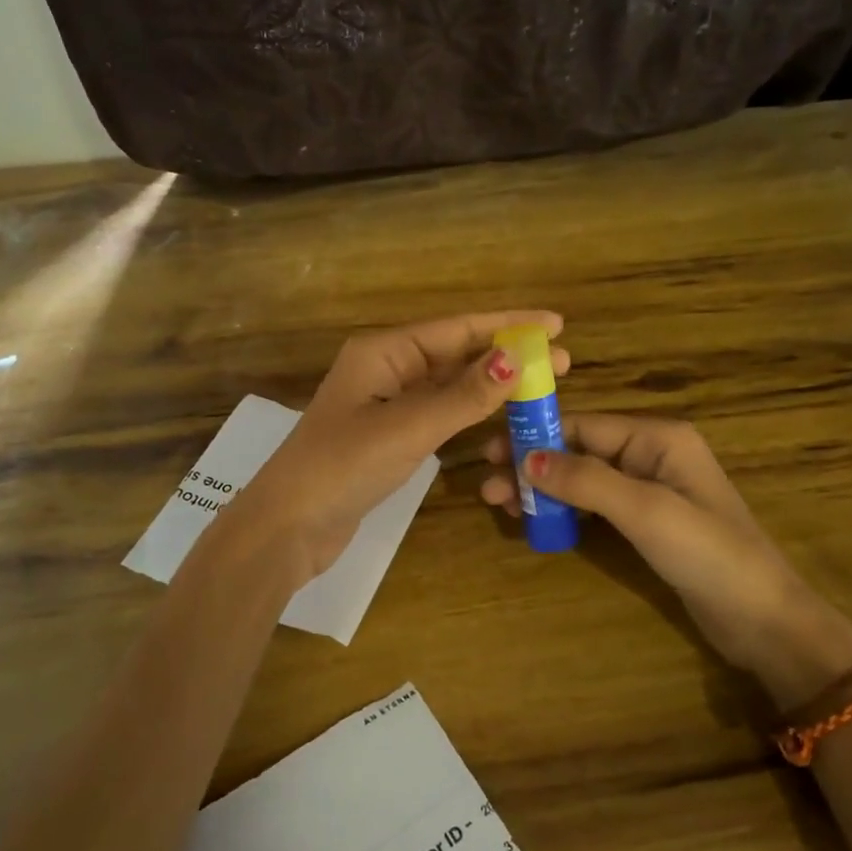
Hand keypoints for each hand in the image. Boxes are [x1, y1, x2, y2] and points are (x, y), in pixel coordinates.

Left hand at [231, 312, 570, 582]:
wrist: (288, 526)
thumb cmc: (342, 467)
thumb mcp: (408, 428)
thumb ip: (463, 396)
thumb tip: (516, 359)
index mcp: (383, 352)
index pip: (457, 328)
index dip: (509, 323)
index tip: (556, 323)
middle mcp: (386, 369)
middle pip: (456, 353)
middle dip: (508, 354)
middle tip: (563, 360)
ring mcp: (387, 404)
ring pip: (450, 384)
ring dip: (493, 384)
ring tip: (541, 385)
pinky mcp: (390, 436)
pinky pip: (440, 413)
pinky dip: (471, 412)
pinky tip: (500, 413)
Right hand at [480, 413, 851, 707]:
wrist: (763, 619)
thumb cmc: (708, 553)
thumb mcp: (645, 511)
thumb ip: (586, 480)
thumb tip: (526, 458)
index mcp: (657, 437)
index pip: (584, 425)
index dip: (535, 436)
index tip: (490, 451)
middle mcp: (651, 454)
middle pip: (579, 450)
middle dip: (533, 465)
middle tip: (487, 487)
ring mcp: (649, 489)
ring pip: (582, 478)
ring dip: (543, 489)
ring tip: (500, 505)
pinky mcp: (646, 521)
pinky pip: (595, 504)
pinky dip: (564, 509)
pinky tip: (535, 520)